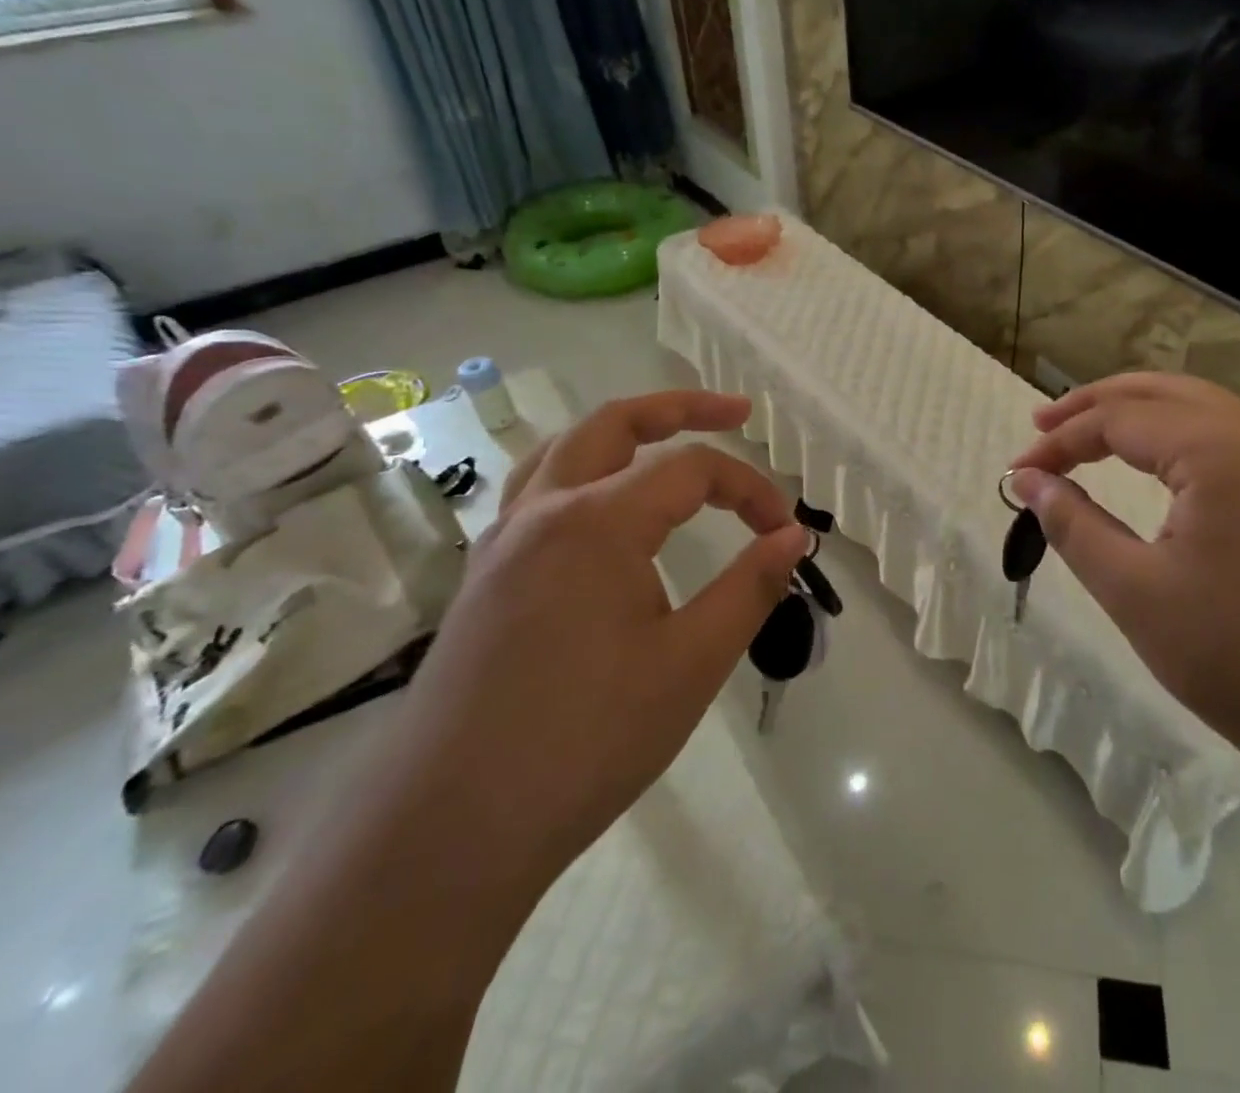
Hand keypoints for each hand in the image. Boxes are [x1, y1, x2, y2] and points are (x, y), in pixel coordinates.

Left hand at [381, 391, 805, 878]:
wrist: (447, 832)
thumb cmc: (585, 742)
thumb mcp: (691, 664)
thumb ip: (748, 588)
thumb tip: (792, 536)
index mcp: (596, 522)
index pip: (691, 471)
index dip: (749, 489)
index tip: (784, 531)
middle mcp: (544, 512)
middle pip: (615, 424)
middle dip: (681, 407)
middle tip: (735, 412)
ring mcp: (503, 543)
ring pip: (565, 450)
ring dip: (622, 432)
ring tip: (665, 440)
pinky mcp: (484, 577)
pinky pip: (536, 493)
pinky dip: (582, 472)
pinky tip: (602, 510)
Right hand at [1009, 373, 1239, 769]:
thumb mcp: (1136, 592)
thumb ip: (1073, 525)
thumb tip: (1027, 480)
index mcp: (1220, 449)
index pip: (1119, 418)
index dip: (1060, 441)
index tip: (1017, 472)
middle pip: (1164, 392)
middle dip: (1097, 404)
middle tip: (1045, 426)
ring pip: (1205, 410)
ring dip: (1143, 416)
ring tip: (1093, 437)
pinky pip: (1237, 441)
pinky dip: (1184, 440)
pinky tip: (1164, 471)